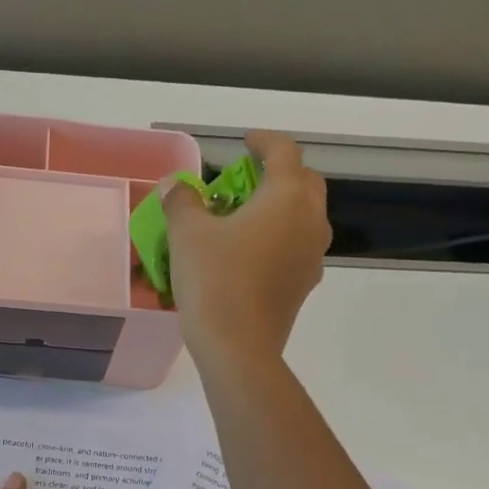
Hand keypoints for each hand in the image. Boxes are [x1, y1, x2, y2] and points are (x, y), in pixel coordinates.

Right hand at [164, 130, 330, 366]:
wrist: (238, 348)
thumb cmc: (215, 281)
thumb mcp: (187, 235)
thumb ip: (182, 201)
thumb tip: (175, 184)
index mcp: (287, 198)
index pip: (284, 152)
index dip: (263, 141)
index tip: (244, 142)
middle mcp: (310, 221)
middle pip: (304, 182)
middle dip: (279, 173)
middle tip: (247, 179)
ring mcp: (312, 256)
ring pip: (304, 217)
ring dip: (281, 207)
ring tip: (247, 215)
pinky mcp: (303, 285)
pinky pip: (297, 247)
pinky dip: (279, 237)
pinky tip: (250, 252)